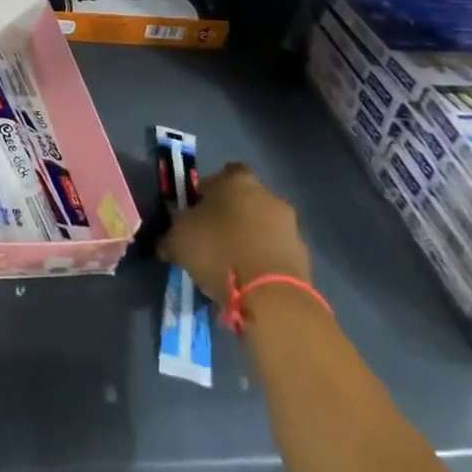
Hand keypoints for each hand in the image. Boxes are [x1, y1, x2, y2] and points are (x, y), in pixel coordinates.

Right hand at [157, 162, 309, 305]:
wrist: (271, 296)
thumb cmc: (218, 250)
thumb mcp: (178, 239)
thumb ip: (173, 233)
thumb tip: (168, 243)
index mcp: (237, 180)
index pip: (221, 175)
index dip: (207, 191)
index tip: (195, 212)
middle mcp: (268, 195)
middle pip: (244, 200)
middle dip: (229, 216)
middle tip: (210, 239)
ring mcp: (291, 226)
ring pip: (262, 227)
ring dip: (248, 239)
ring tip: (228, 265)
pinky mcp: (304, 257)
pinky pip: (275, 252)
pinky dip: (262, 261)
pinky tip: (247, 280)